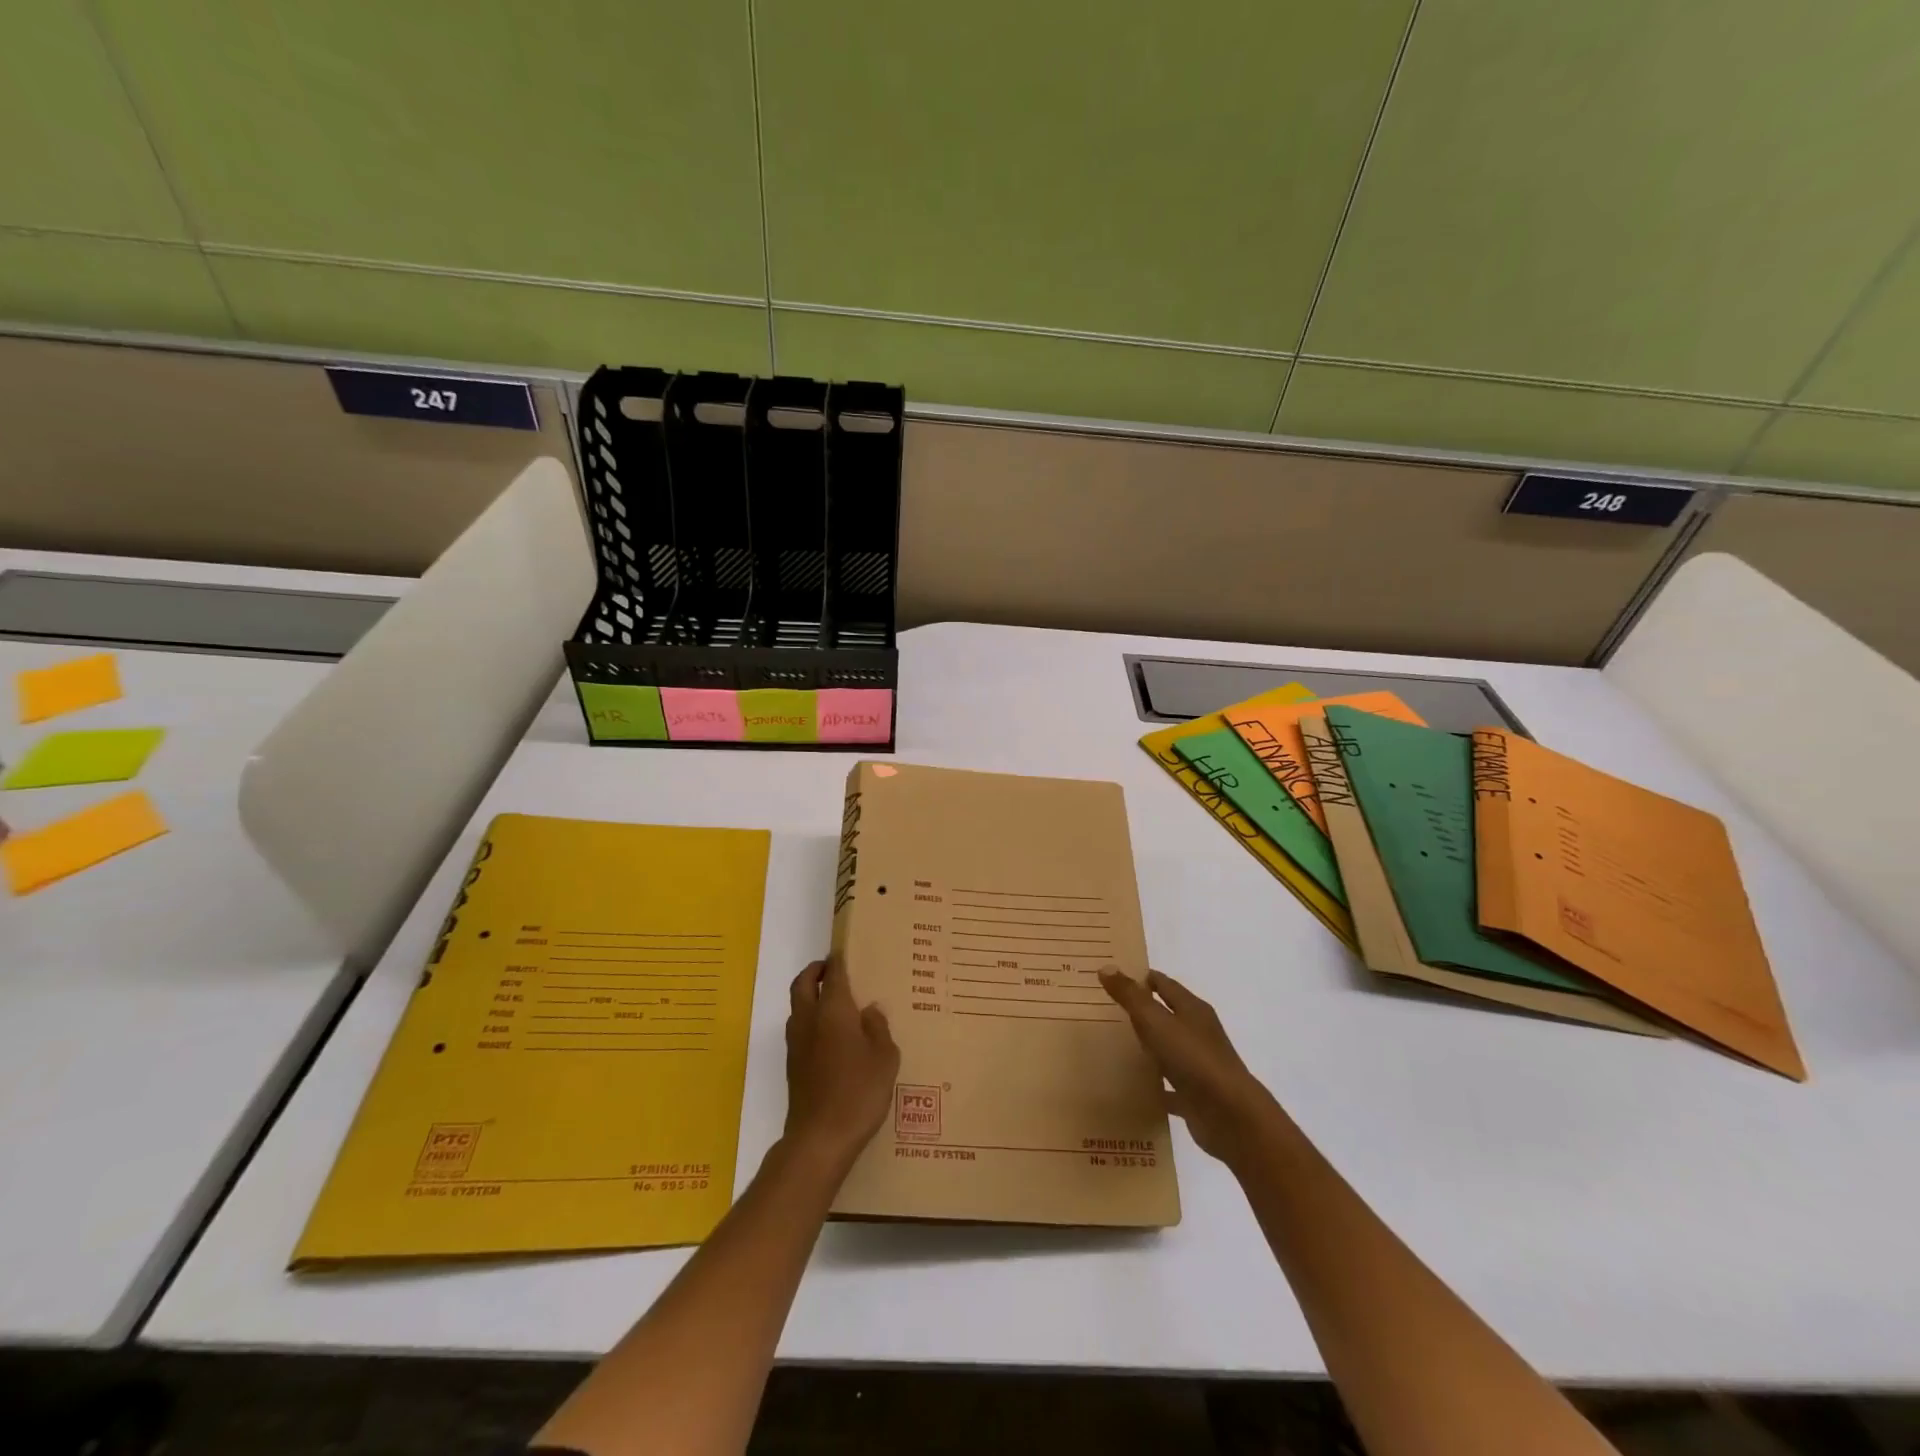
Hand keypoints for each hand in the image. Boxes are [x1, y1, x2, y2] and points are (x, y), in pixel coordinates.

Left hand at [783, 959, 899, 1166]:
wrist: (819, 1139)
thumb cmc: (858, 1092)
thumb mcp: (885, 1058)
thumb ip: (878, 1028)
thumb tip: (870, 1011)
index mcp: (833, 1010)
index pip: (833, 973)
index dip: (838, 960)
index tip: (845, 951)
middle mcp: (809, 1020)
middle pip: (802, 983)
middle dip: (814, 971)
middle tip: (832, 970)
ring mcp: (796, 1043)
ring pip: (797, 1006)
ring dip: (809, 996)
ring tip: (835, 1003)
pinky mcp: (792, 1066)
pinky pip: (800, 1030)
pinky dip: (811, 1021)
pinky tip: (832, 1037)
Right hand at [1100, 968, 1277, 1164]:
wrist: (1230, 1116)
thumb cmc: (1193, 1058)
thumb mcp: (1156, 1021)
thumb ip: (1131, 996)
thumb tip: (1106, 967)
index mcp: (1192, 1009)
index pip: (1162, 983)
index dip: (1140, 978)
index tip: (1112, 978)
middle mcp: (1197, 1032)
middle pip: (1164, 1015)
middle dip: (1138, 1012)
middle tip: (1103, 1010)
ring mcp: (1197, 1065)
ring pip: (1165, 1049)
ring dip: (1145, 1047)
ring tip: (1110, 1046)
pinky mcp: (1194, 1095)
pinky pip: (1167, 1086)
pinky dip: (1152, 1084)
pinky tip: (1129, 1087)